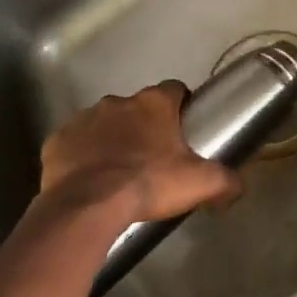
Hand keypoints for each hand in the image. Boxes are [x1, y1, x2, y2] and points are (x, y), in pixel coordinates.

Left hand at [39, 81, 242, 229]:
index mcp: (154, 104)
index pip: (174, 90)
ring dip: (113, 139)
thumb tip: (239, 187)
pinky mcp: (57, 141)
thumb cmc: (148, 184)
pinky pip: (75, 144)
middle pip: (138, 108)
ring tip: (120, 172)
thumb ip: (226, 181)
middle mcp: (118, 102)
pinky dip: (83, 156)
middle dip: (145, 126)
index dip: (181, 107)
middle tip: (154, 158)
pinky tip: (90, 179)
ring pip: (105, 123)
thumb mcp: (200, 183)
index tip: (183, 129)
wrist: (88, 207)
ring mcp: (84, 119)